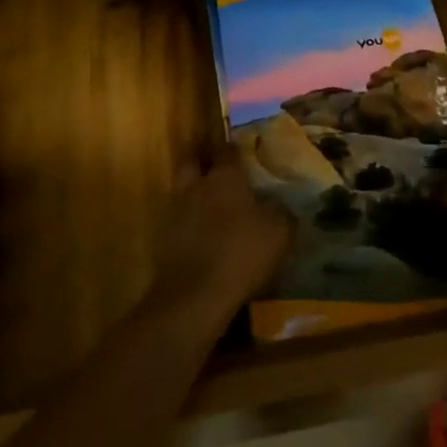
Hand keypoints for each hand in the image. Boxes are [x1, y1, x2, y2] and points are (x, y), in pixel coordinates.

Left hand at [150, 148, 293, 321]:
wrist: (196, 296)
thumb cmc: (242, 252)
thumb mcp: (280, 231)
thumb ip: (281, 211)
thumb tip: (279, 204)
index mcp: (224, 177)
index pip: (227, 150)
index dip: (235, 150)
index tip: (245, 154)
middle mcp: (196, 186)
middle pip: (193, 162)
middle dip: (204, 163)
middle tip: (221, 174)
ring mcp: (176, 212)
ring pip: (184, 191)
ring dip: (196, 195)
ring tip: (215, 209)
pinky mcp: (165, 240)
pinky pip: (180, 221)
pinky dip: (190, 224)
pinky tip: (205, 237)